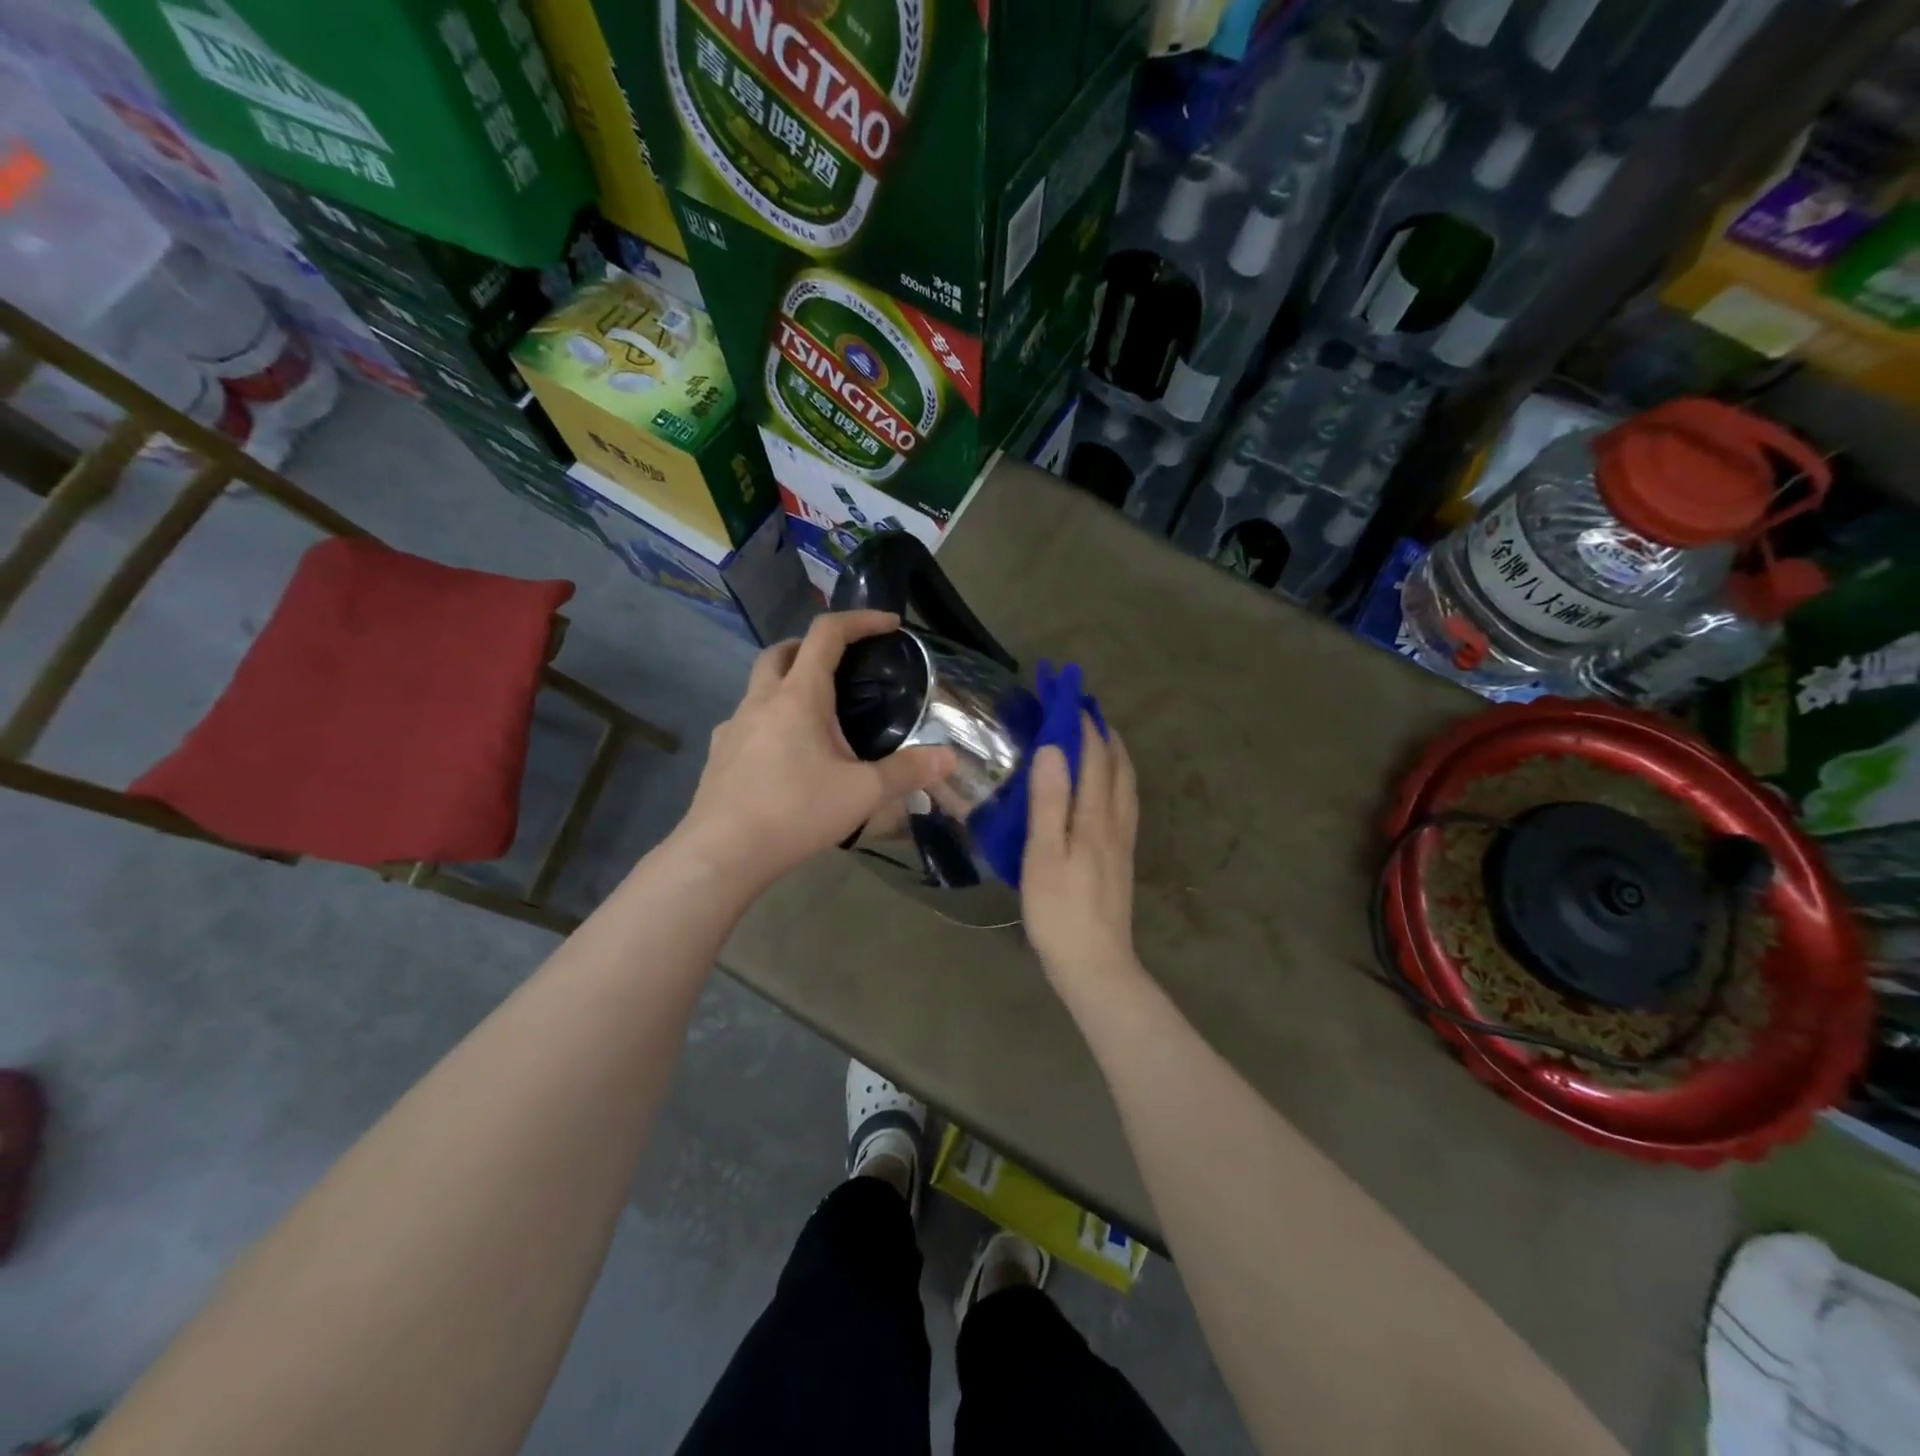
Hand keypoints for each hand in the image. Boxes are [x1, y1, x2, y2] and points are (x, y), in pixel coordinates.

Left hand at [678, 611, 955, 885]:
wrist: (722, 853)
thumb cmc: (795, 812)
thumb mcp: (862, 793)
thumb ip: (907, 772)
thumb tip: (950, 757)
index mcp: (799, 696)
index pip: (827, 634)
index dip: (860, 620)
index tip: (888, 624)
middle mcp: (761, 701)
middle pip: (782, 650)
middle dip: (813, 646)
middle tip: (842, 665)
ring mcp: (733, 727)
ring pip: (759, 685)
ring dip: (788, 682)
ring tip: (817, 716)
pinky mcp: (719, 754)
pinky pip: (746, 721)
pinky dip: (769, 720)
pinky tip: (783, 753)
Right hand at [1021, 715, 1141, 994]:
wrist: (1095, 965)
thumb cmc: (1059, 912)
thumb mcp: (1043, 856)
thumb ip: (1049, 802)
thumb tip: (1053, 748)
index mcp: (1095, 818)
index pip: (1094, 758)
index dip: (1082, 725)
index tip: (1068, 695)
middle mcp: (1116, 823)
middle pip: (1117, 767)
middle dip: (1103, 733)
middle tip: (1085, 709)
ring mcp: (1122, 842)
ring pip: (1126, 786)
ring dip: (1114, 755)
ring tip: (1100, 738)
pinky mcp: (1121, 859)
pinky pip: (1124, 804)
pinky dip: (1117, 780)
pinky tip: (1107, 788)